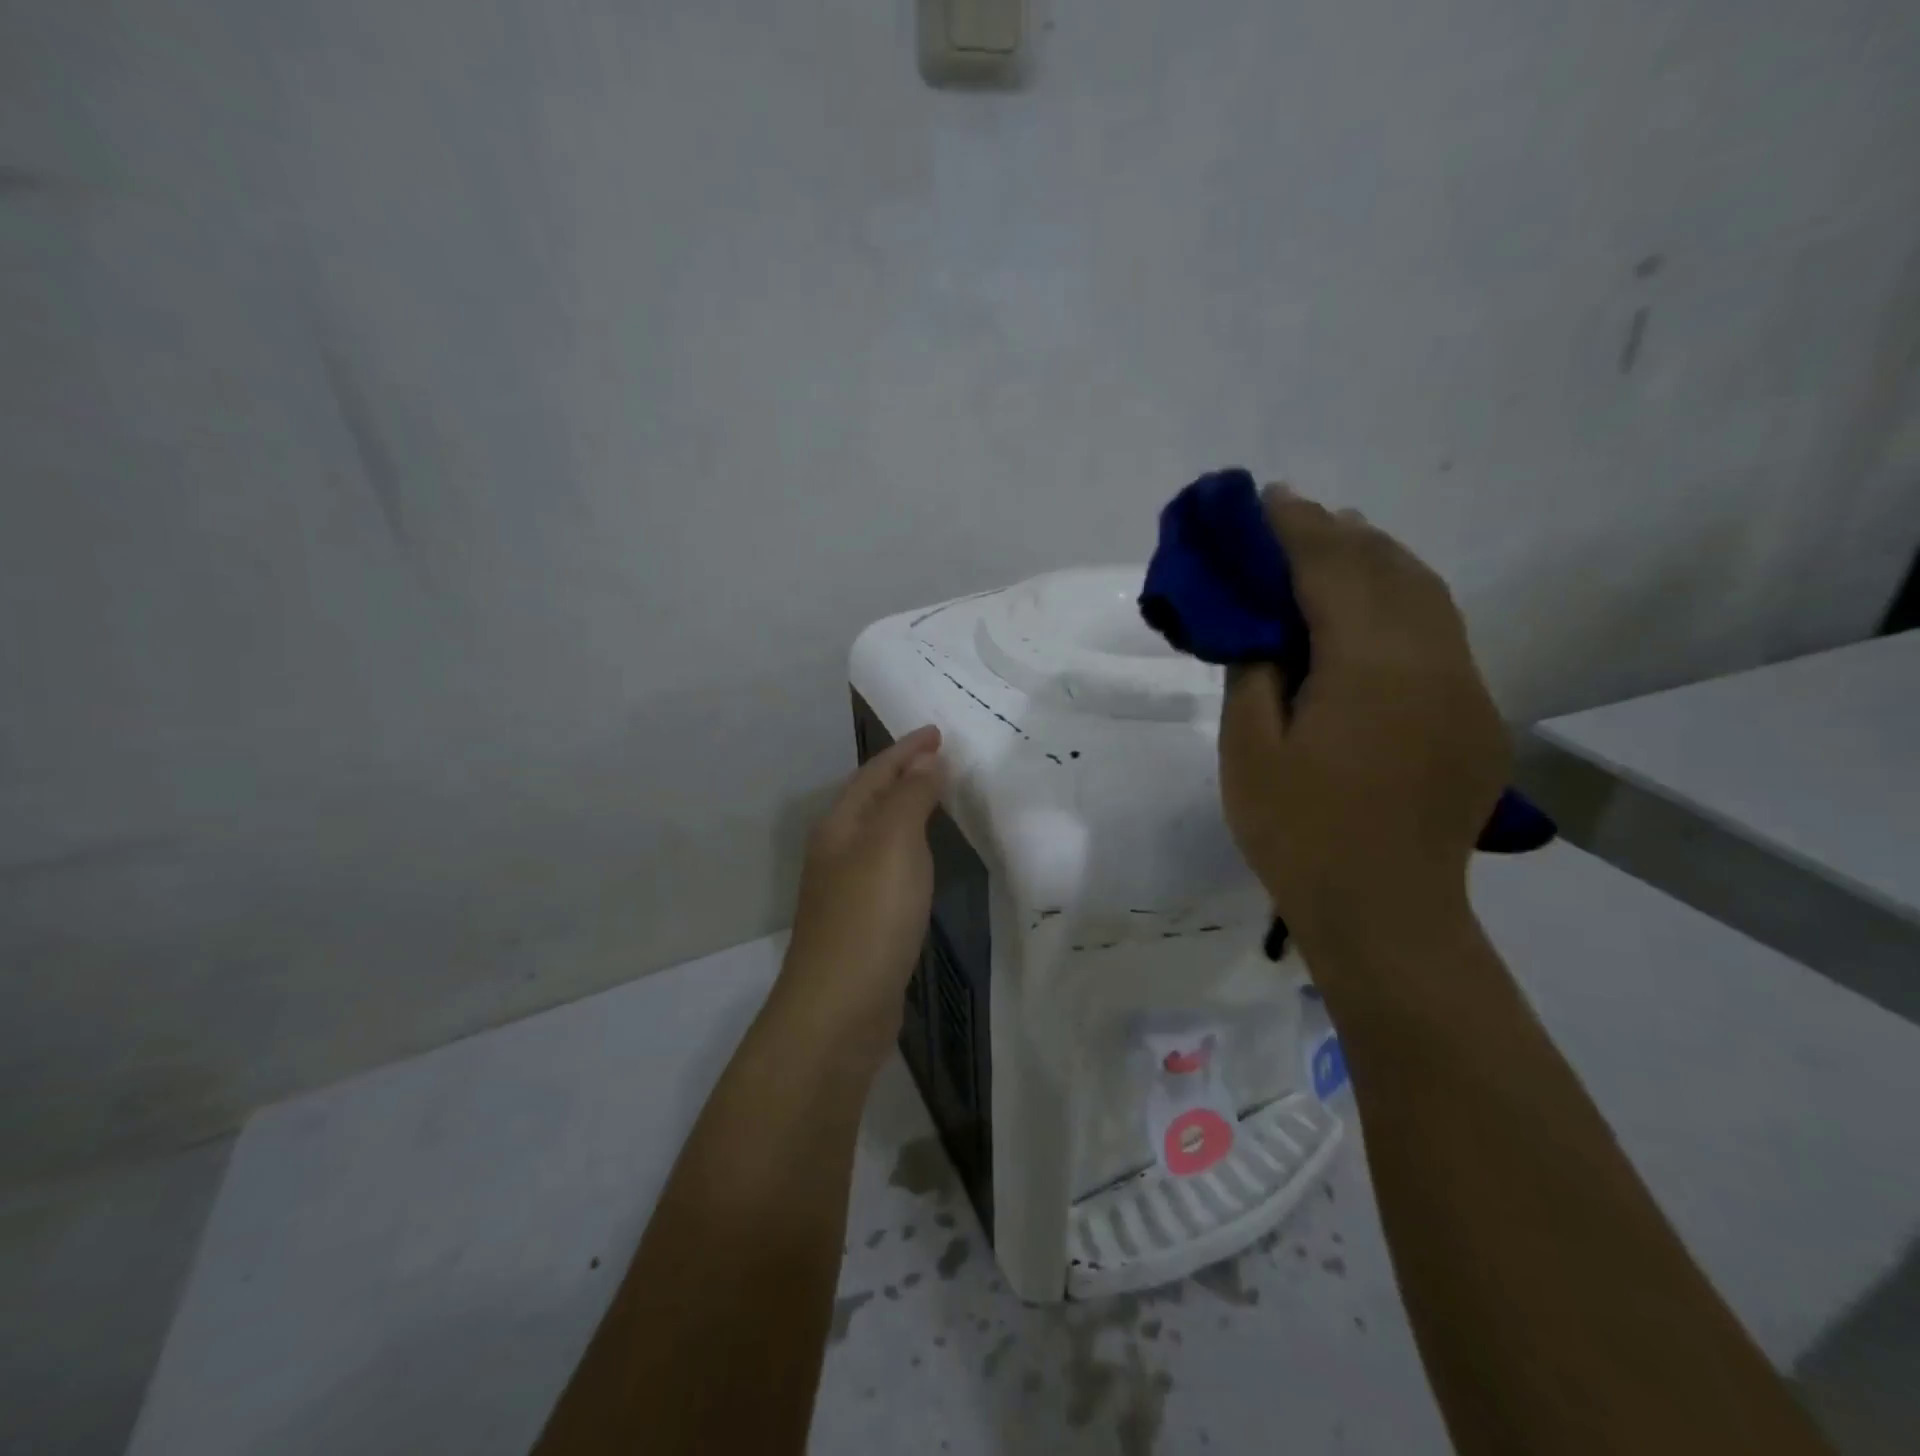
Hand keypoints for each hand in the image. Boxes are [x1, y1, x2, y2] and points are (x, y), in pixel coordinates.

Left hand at [780, 725, 945, 1065]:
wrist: (840, 1008)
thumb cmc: (869, 916)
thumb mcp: (893, 845)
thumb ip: (910, 799)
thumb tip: (926, 761)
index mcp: (840, 826)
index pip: (875, 773)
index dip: (907, 750)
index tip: (938, 732)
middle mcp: (838, 851)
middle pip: (873, 799)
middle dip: (905, 773)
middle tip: (943, 757)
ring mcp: (847, 888)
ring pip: (880, 832)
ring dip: (907, 809)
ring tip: (938, 795)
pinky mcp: (863, 920)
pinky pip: (889, 865)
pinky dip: (910, 847)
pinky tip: (925, 857)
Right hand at [1219, 487, 1508, 946]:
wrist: (1387, 912)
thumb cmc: (1299, 832)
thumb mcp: (1249, 751)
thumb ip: (1254, 672)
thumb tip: (1262, 625)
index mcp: (1370, 664)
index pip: (1332, 567)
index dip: (1294, 527)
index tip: (1263, 499)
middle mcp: (1432, 658)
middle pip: (1387, 567)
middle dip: (1336, 532)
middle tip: (1289, 514)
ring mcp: (1466, 685)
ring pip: (1425, 592)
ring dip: (1376, 558)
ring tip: (1334, 541)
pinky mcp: (1476, 714)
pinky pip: (1441, 631)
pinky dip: (1403, 599)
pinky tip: (1373, 608)